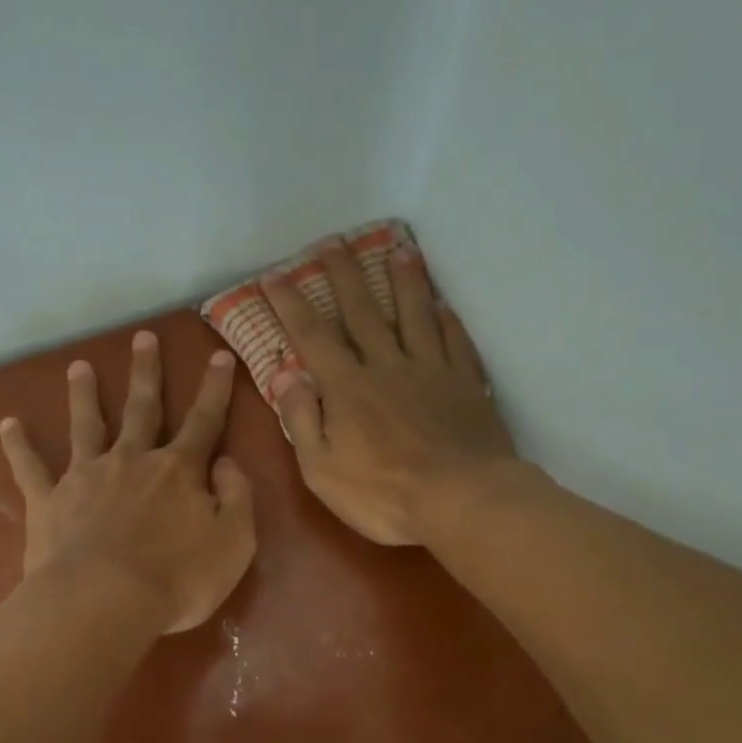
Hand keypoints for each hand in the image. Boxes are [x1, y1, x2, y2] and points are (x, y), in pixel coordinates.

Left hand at [0, 333, 254, 633]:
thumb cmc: (178, 578)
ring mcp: (86, 476)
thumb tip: (226, 462)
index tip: (218, 356)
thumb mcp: (234, 542)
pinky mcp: (49, 501)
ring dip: (84, 394)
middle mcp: (132, 460)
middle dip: (146, 372)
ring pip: (87, 425)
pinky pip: (30, 468)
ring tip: (78, 366)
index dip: (214, 389)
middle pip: (142, 408)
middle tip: (144, 337)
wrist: (105, 602)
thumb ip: (237, 497)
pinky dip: (18, 445)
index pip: (204, 421)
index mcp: (179, 470)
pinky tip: (8, 424)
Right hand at [260, 239, 514, 546]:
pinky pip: (455, 341)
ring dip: (404, 280)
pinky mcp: (466, 384)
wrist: (462, 500)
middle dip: (345, 274)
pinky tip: (443, 305)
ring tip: (398, 250)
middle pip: (363, 311)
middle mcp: (388, 366)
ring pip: (416, 314)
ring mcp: (432, 371)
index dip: (291, 305)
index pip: (313, 336)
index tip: (275, 277)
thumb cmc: (384, 495)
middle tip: (334, 242)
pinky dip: (447, 319)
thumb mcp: (322, 470)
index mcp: (348, 388)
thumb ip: (302, 421)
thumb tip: (288, 376)